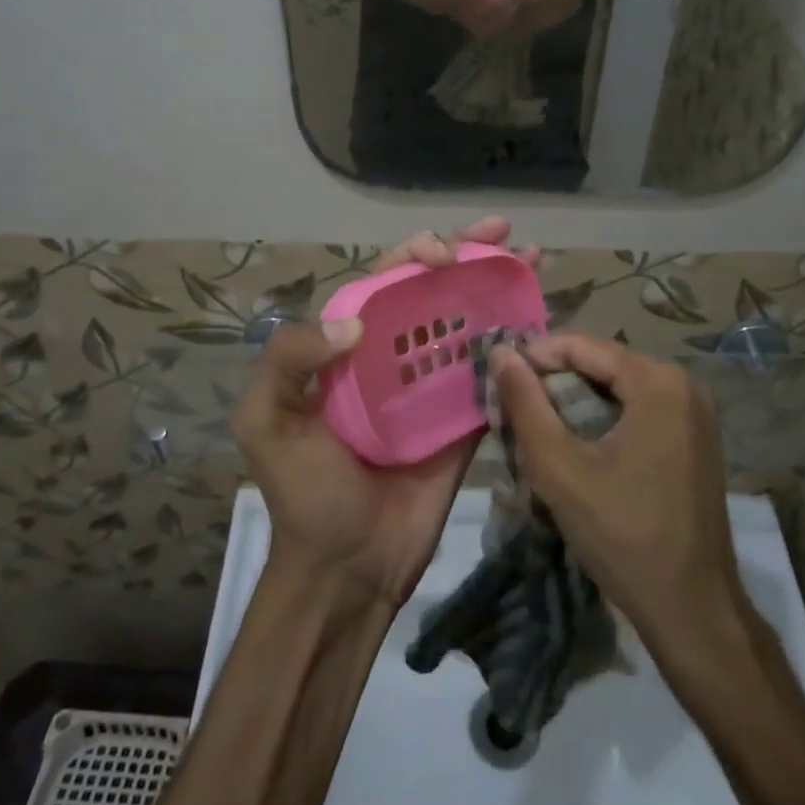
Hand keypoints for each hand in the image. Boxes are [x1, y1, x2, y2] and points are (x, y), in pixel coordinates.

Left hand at [229, 218, 535, 607]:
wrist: (346, 569)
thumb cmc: (303, 493)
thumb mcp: (266, 421)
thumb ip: (288, 358)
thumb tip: (355, 322)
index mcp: (347, 348)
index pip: (384, 282)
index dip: (414, 255)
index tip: (444, 253)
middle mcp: (393, 357)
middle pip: (434, 291)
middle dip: (468, 256)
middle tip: (506, 234)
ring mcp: (432, 388)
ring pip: (467, 324)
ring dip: (498, 290)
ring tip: (532, 260)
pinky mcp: (463, 421)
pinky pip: (491, 376)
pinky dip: (513, 348)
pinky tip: (539, 323)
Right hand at [489, 335, 748, 653]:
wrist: (692, 611)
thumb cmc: (623, 535)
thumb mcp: (559, 468)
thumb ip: (525, 404)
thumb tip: (500, 352)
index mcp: (658, 382)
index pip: (584, 346)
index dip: (536, 356)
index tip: (500, 380)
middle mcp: (684, 385)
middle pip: (603, 365)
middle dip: (555, 382)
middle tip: (514, 408)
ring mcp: (695, 415)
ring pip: (619, 389)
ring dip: (576, 402)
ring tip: (537, 427)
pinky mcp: (695, 441)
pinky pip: (639, 411)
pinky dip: (603, 420)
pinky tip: (576, 446)